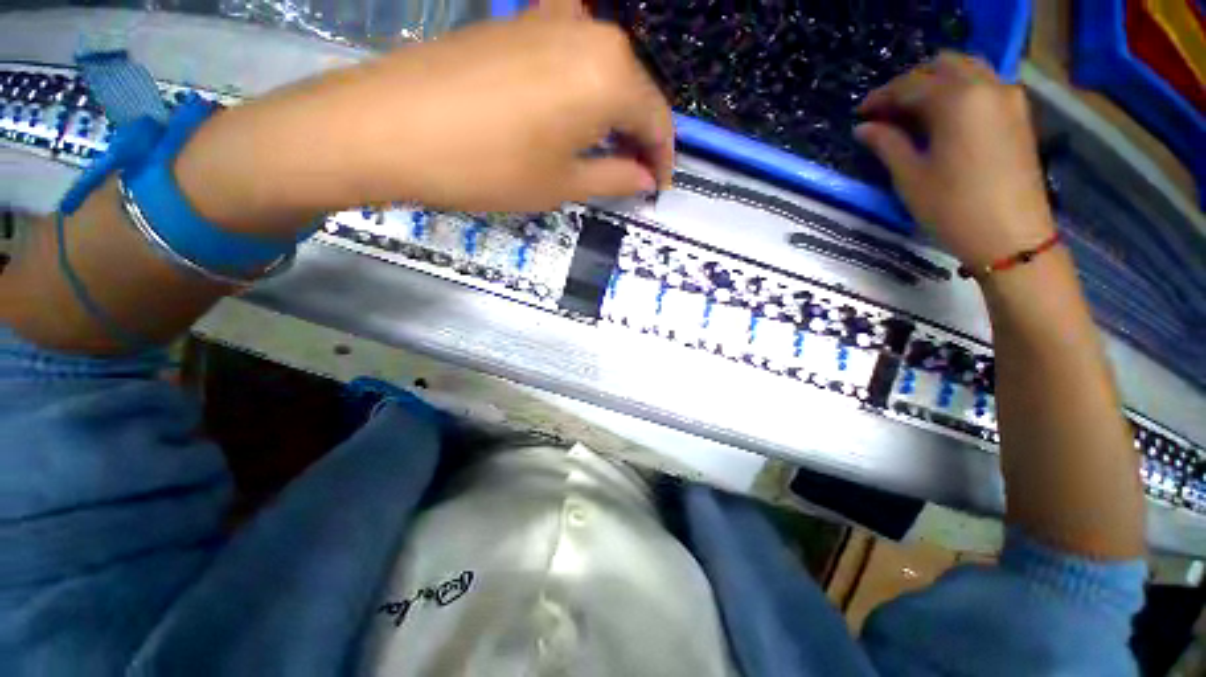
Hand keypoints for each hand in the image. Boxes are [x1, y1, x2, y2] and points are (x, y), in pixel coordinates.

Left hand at [175, 8, 673, 232]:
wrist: (391, 127)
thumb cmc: (490, 167)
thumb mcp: (563, 184)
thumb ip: (615, 177)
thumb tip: (646, 178)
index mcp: (610, 75)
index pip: (657, 119)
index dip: (663, 158)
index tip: (660, 186)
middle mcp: (591, 32)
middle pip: (635, 90)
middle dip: (641, 136)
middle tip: (636, 173)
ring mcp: (551, 18)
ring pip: (607, 72)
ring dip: (615, 113)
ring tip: (609, 151)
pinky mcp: (520, 22)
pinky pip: (574, 57)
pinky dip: (586, 90)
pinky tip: (576, 115)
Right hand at [854, 52, 1054, 267]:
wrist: (1010, 235)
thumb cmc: (952, 207)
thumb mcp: (910, 176)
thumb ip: (887, 143)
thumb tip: (864, 127)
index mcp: (957, 100)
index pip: (911, 85)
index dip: (881, 97)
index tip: (861, 113)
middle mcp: (987, 87)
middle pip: (943, 65)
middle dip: (911, 82)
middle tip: (888, 110)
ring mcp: (1008, 97)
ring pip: (968, 70)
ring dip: (937, 83)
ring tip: (913, 112)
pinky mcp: (1019, 113)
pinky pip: (985, 85)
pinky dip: (960, 91)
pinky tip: (944, 116)